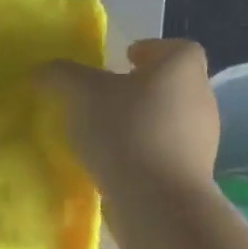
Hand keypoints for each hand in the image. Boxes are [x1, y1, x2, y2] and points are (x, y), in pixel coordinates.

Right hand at [38, 39, 219, 198]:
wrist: (157, 200)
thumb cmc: (125, 130)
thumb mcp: (81, 93)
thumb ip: (62, 75)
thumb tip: (44, 70)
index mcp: (182, 68)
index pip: (175, 48)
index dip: (150, 50)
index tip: (123, 60)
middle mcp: (201, 97)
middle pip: (170, 84)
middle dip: (140, 87)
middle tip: (105, 96)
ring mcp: (203, 138)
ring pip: (168, 118)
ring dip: (141, 121)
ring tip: (105, 132)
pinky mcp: (192, 172)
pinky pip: (164, 151)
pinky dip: (143, 151)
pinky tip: (115, 161)